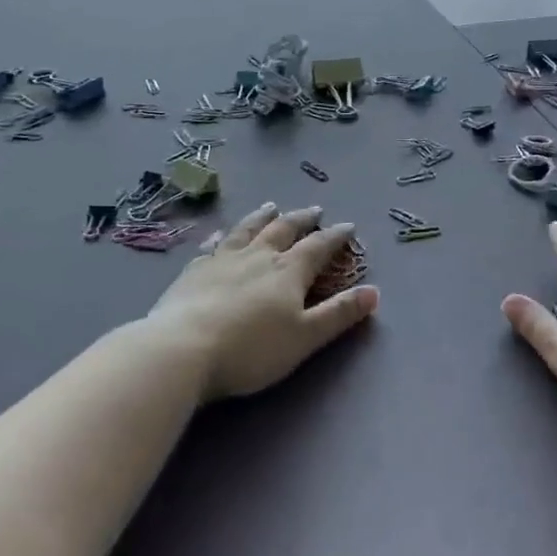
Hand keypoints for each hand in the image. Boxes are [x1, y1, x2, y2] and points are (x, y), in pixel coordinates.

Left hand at [149, 203, 378, 401]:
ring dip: (262, 216)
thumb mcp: (305, 337)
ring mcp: (222, 260)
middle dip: (302, 219)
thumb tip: (374, 292)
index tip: (348, 226)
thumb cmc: (251, 349)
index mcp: (288, 271)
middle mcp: (258, 256)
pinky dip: (221, 237)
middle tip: (313, 209)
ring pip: (247, 229)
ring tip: (271, 206)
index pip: (318, 247)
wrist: (182, 349)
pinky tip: (219, 235)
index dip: (336, 236)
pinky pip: (212, 246)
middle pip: (283, 229)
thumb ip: (339, 314)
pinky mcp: (193, 271)